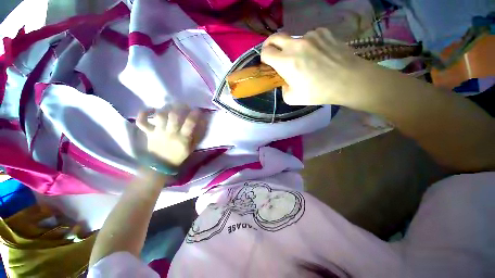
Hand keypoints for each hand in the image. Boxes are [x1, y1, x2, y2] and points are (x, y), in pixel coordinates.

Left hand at [136, 106, 205, 166]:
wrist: (161, 165)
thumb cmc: (179, 155)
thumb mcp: (193, 147)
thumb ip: (198, 134)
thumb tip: (203, 121)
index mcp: (183, 138)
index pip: (190, 123)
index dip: (194, 114)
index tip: (197, 109)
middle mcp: (170, 133)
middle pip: (174, 116)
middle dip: (180, 107)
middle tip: (184, 105)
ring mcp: (158, 132)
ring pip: (160, 116)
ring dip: (166, 108)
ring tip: (171, 106)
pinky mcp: (148, 133)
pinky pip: (142, 122)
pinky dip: (143, 114)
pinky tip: (151, 109)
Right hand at [260, 28, 373, 107]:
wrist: (348, 80)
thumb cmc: (318, 92)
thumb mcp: (293, 98)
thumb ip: (283, 89)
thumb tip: (285, 82)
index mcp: (286, 62)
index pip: (265, 52)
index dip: (264, 58)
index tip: (268, 64)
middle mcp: (295, 45)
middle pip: (274, 38)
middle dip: (270, 45)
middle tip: (274, 54)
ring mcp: (310, 36)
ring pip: (293, 38)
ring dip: (292, 47)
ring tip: (303, 58)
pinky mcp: (323, 32)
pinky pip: (309, 36)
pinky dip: (308, 44)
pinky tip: (317, 53)